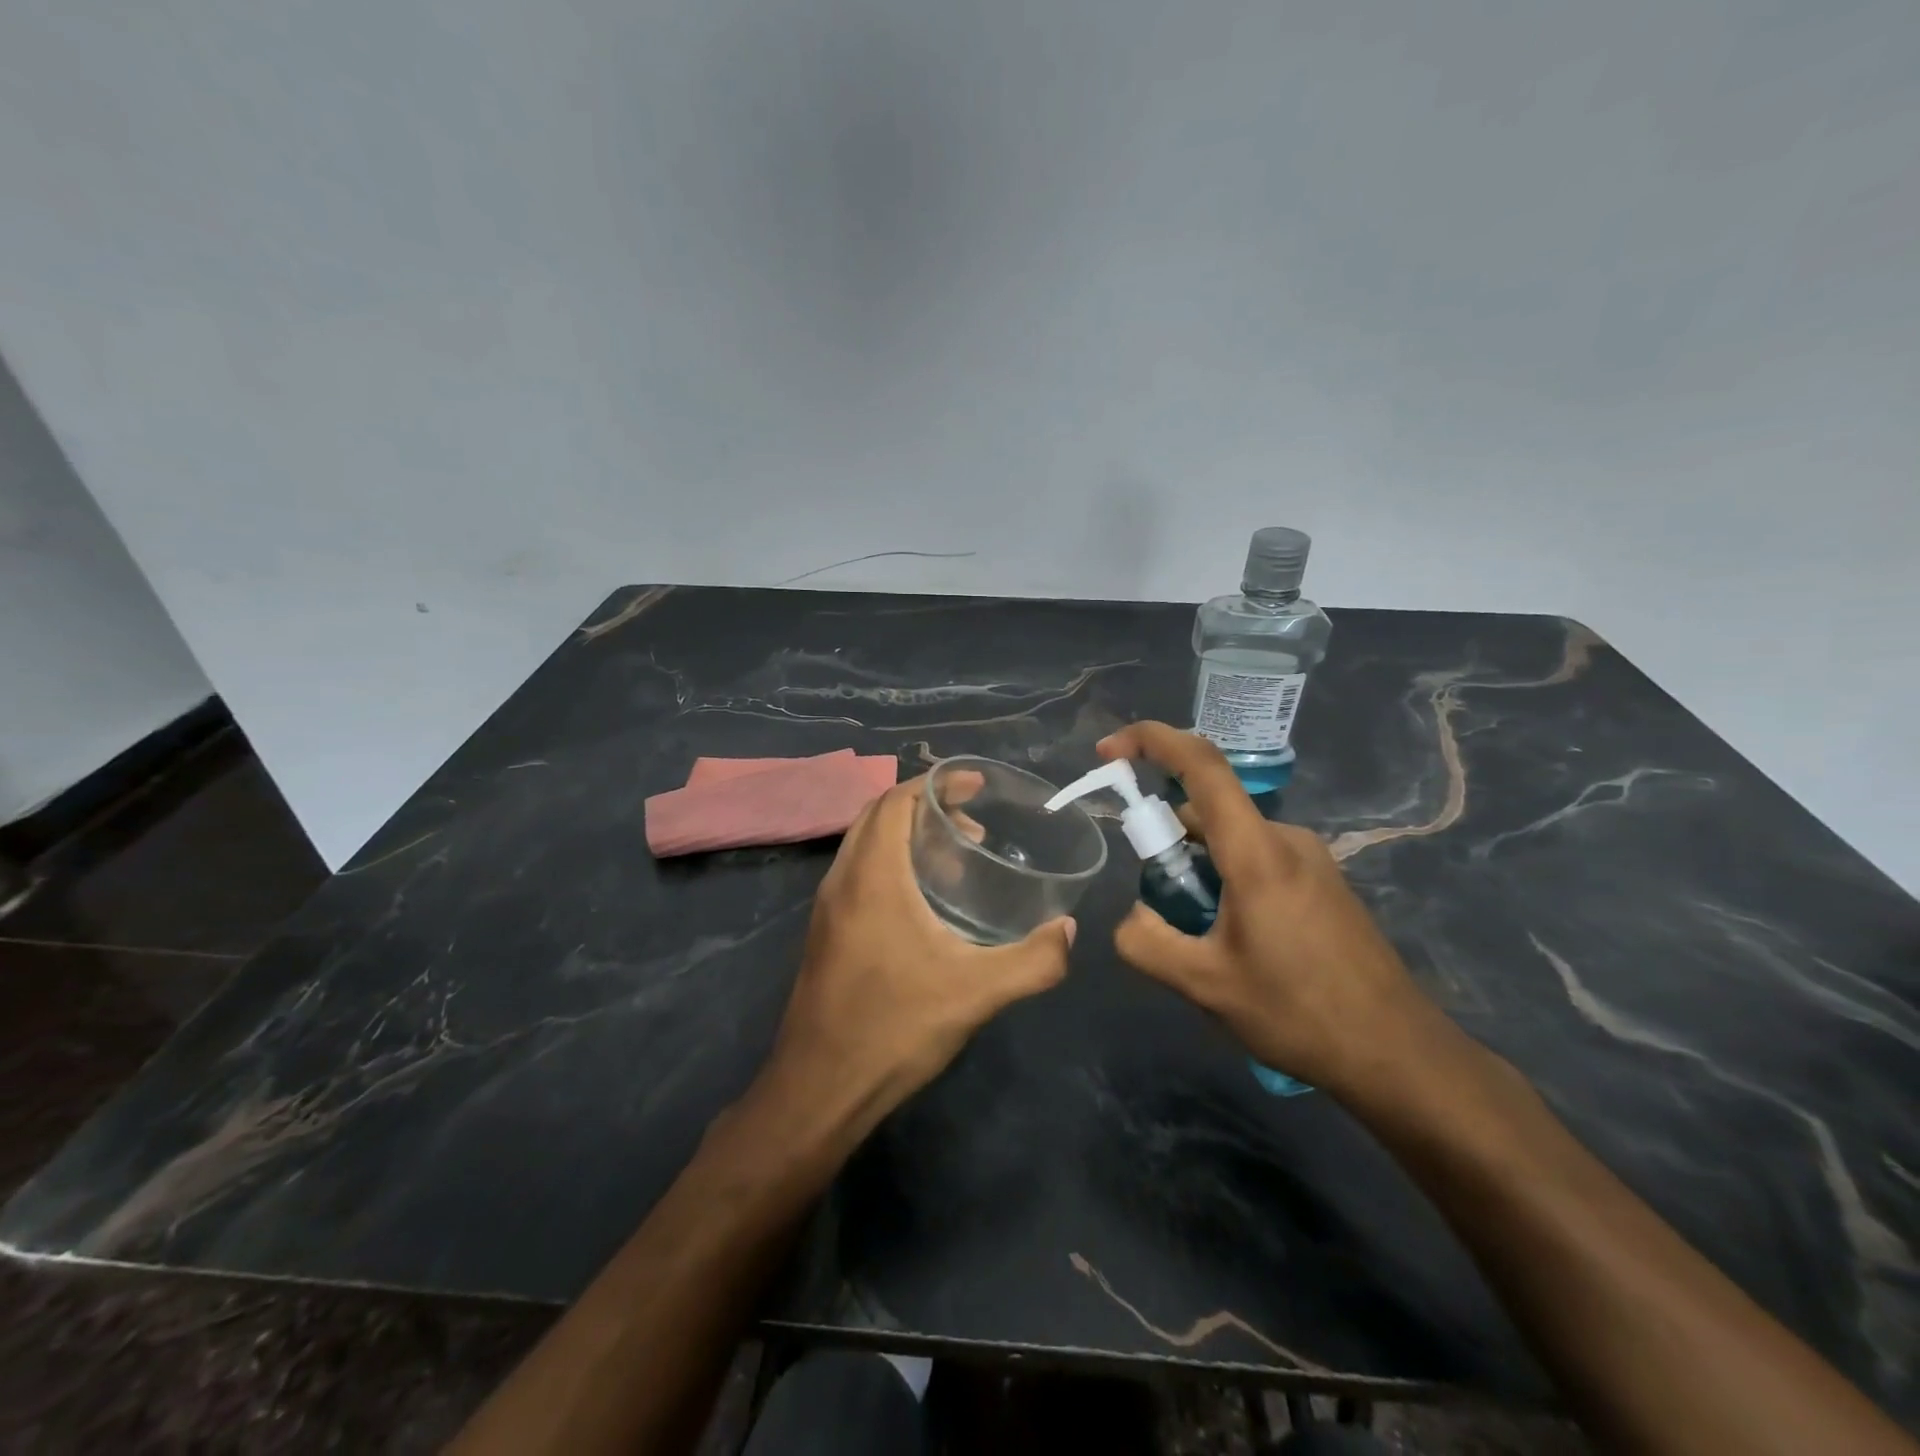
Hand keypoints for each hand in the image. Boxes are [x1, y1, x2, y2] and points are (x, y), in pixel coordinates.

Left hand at [764, 776, 1075, 1136]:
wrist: (819, 1088)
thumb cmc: (894, 1027)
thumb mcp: (976, 993)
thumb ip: (1033, 961)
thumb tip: (1067, 931)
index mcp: (873, 876)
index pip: (896, 800)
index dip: (937, 783)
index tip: (976, 786)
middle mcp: (842, 879)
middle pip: (879, 815)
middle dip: (926, 806)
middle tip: (974, 825)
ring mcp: (827, 907)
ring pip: (865, 844)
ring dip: (906, 836)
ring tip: (956, 861)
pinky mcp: (824, 933)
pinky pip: (857, 873)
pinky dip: (890, 863)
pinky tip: (924, 904)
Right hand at [1098, 722, 1436, 1094]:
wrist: (1398, 1054)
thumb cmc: (1299, 1012)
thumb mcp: (1204, 985)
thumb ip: (1147, 942)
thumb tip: (1133, 916)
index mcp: (1256, 851)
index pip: (1201, 765)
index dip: (1151, 741)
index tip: (1108, 751)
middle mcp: (1285, 838)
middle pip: (1207, 811)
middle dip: (1166, 842)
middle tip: (1160, 906)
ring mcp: (1309, 858)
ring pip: (1229, 839)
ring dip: (1198, 869)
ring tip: (1201, 938)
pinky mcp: (1322, 880)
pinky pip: (1255, 858)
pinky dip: (1226, 880)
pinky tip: (1235, 941)